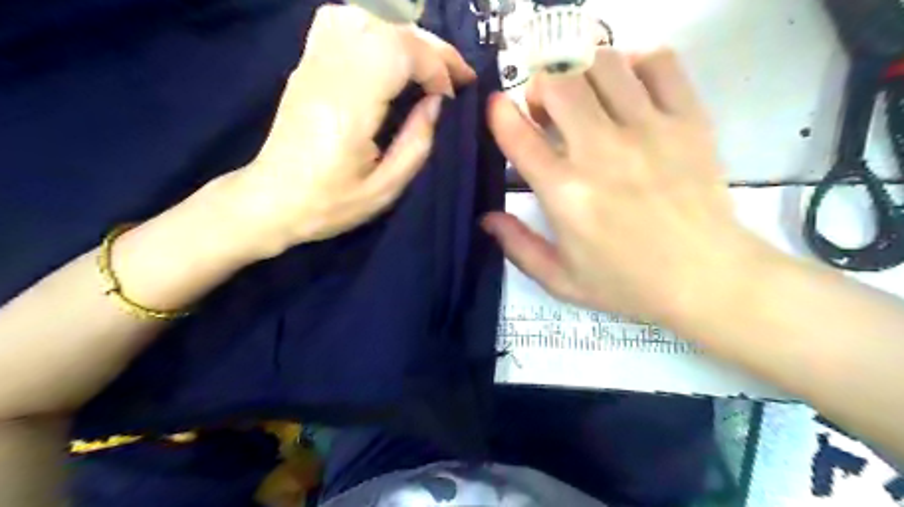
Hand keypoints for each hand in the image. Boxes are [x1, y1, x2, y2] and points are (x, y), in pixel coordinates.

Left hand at [220, 4, 473, 257]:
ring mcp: (312, 63)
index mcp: (349, 107)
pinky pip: (340, 22)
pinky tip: (390, 52)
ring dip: (406, 34)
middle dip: (430, 46)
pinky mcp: (306, 64)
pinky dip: (375, 27)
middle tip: (456, 73)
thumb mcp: (386, 189)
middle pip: (386, 28)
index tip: (450, 94)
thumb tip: (436, 103)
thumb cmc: (330, 202)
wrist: (273, 200)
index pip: (398, 52)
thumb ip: (417, 143)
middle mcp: (328, 73)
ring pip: (365, 17)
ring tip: (428, 63)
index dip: (434, 65)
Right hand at [484, 48, 773, 323]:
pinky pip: (659, 63)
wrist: (707, 279)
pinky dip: (635, 62)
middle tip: (547, 109)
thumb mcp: (561, 280)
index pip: (519, 136)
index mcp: (565, 194)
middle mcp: (601, 153)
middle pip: (559, 84)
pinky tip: (628, 86)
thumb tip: (486, 218)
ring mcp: (648, 131)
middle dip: (541, 87)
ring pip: (603, 64)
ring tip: (585, 96)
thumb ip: (518, 247)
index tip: (498, 108)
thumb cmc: (628, 284)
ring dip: (581, 72)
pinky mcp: (688, 121)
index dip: (499, 113)